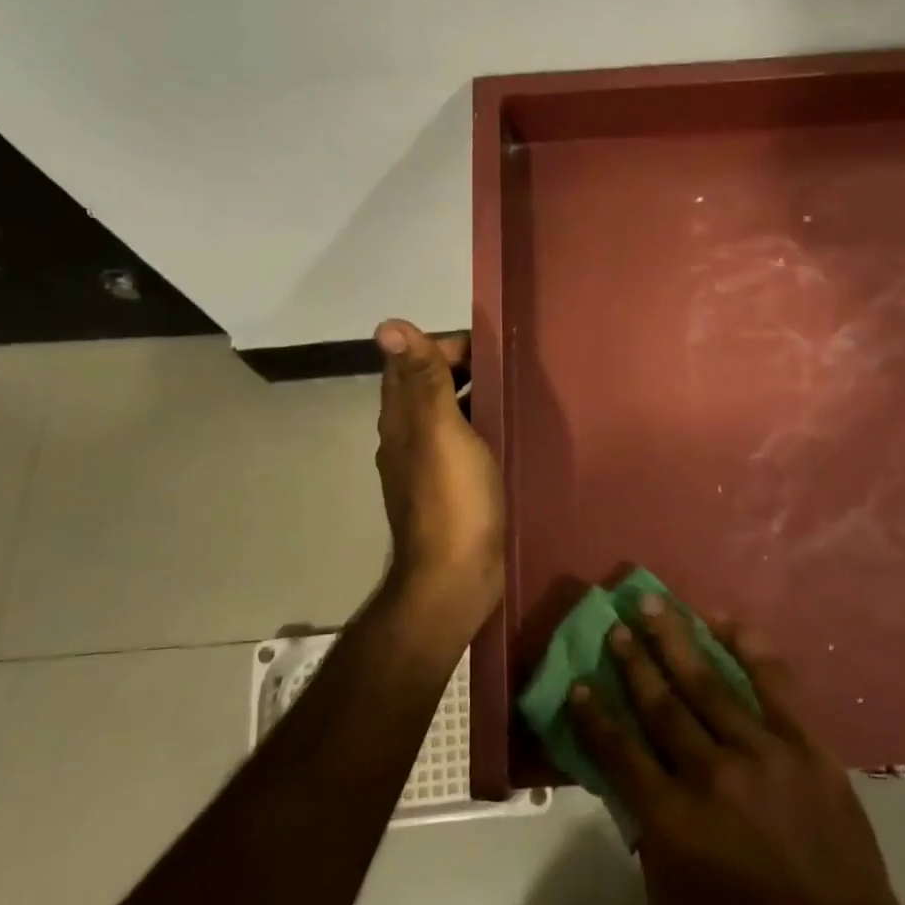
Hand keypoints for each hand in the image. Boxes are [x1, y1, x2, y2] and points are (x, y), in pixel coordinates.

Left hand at [373, 320, 504, 620]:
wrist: (454, 579)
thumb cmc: (452, 500)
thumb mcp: (440, 431)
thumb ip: (422, 379)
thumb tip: (387, 324)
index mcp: (401, 419)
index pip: (411, 362)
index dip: (444, 345)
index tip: (489, 344)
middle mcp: (407, 438)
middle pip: (429, 387)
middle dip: (464, 369)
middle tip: (512, 367)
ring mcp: (427, 467)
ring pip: (448, 416)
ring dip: (474, 398)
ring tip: (517, 393)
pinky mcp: (450, 490)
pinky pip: (464, 445)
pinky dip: (482, 429)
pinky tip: (509, 435)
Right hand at [569, 599, 904, 904]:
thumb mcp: (671, 899)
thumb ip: (645, 831)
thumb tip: (631, 775)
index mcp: (672, 819)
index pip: (619, 751)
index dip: (594, 715)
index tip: (579, 682)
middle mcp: (711, 774)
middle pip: (661, 704)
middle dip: (633, 661)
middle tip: (615, 625)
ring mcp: (762, 752)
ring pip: (708, 682)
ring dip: (675, 639)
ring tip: (653, 605)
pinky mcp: (805, 743)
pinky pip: (773, 681)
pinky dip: (747, 646)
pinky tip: (723, 620)